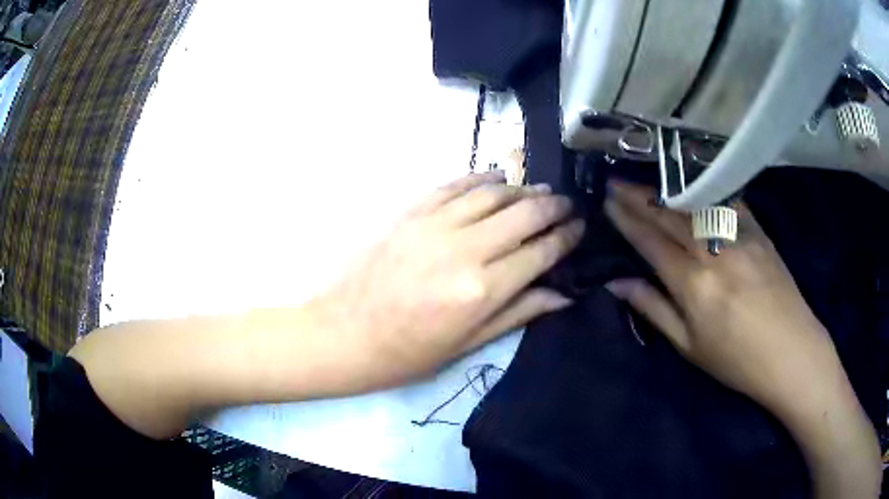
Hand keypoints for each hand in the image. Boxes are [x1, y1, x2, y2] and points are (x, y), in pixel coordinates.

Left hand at [312, 171, 584, 387]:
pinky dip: (481, 177)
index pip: (540, 252)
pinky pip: (454, 185)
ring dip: (521, 188)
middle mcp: (464, 249)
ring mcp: (434, 225)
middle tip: (567, 204)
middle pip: (523, 214)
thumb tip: (562, 294)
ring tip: (538, 191)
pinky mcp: (410, 213)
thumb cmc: (406, 352)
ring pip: (492, 193)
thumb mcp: (466, 344)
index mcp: (482, 290)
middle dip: (552, 206)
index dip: (565, 237)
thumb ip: (517, 312)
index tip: (579, 228)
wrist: (342, 333)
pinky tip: (497, 177)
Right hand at [604, 181, 879, 497]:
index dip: (626, 220)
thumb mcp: (690, 347)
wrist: (792, 353)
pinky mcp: (759, 231)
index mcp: (694, 285)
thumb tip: (618, 283)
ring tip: (645, 181)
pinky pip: (726, 202)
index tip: (607, 202)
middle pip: (670, 216)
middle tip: (616, 182)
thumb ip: (654, 309)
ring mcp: (739, 236)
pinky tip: (692, 181)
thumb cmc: (737, 361)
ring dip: (666, 190)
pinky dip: (705, 189)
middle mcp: (715, 252)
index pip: (651, 242)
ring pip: (695, 204)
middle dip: (639, 197)